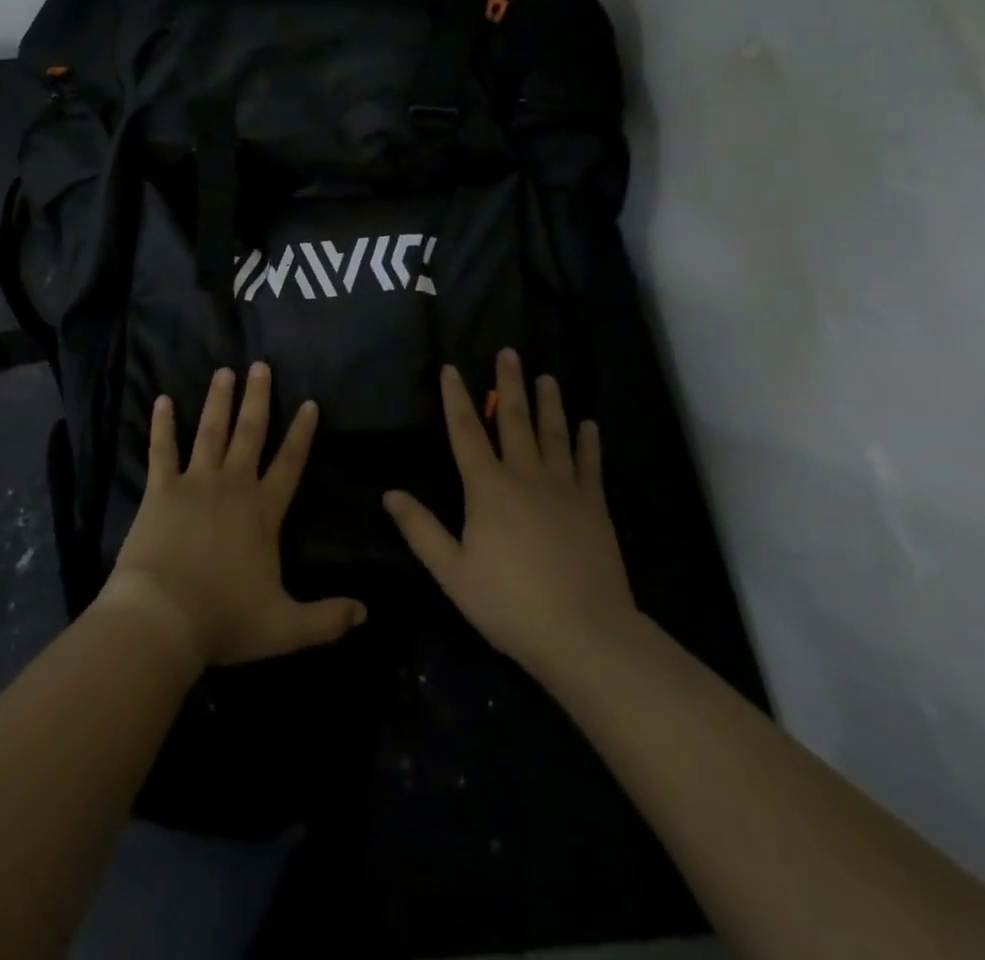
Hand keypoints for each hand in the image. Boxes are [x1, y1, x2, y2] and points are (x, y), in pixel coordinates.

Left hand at [100, 363, 366, 668]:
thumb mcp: (285, 628)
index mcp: (263, 512)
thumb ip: (327, 619)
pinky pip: (162, 449)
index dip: (301, 433)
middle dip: (257, 399)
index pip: (290, 463)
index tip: (309, 403)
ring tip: (224, 371)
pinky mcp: (161, 489)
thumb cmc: (224, 620)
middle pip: (250, 433)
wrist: (163, 618)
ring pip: (210, 431)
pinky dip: (162, 425)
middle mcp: (233, 486)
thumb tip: (366, 613)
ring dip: (218, 400)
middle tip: (260, 365)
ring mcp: (195, 483)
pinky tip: (163, 400)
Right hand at [383, 349, 635, 681]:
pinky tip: (589, 425)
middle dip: (509, 384)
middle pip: (514, 419)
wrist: (584, 633)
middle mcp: (525, 476)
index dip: (455, 398)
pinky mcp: (594, 506)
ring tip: (547, 377)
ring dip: (549, 402)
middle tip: (509, 352)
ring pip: (554, 433)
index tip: (451, 368)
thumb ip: (420, 529)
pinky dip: (588, 442)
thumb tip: (390, 493)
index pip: (465, 431)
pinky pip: (590, 465)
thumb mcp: (452, 572)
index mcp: (487, 488)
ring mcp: (564, 488)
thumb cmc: (509, 603)